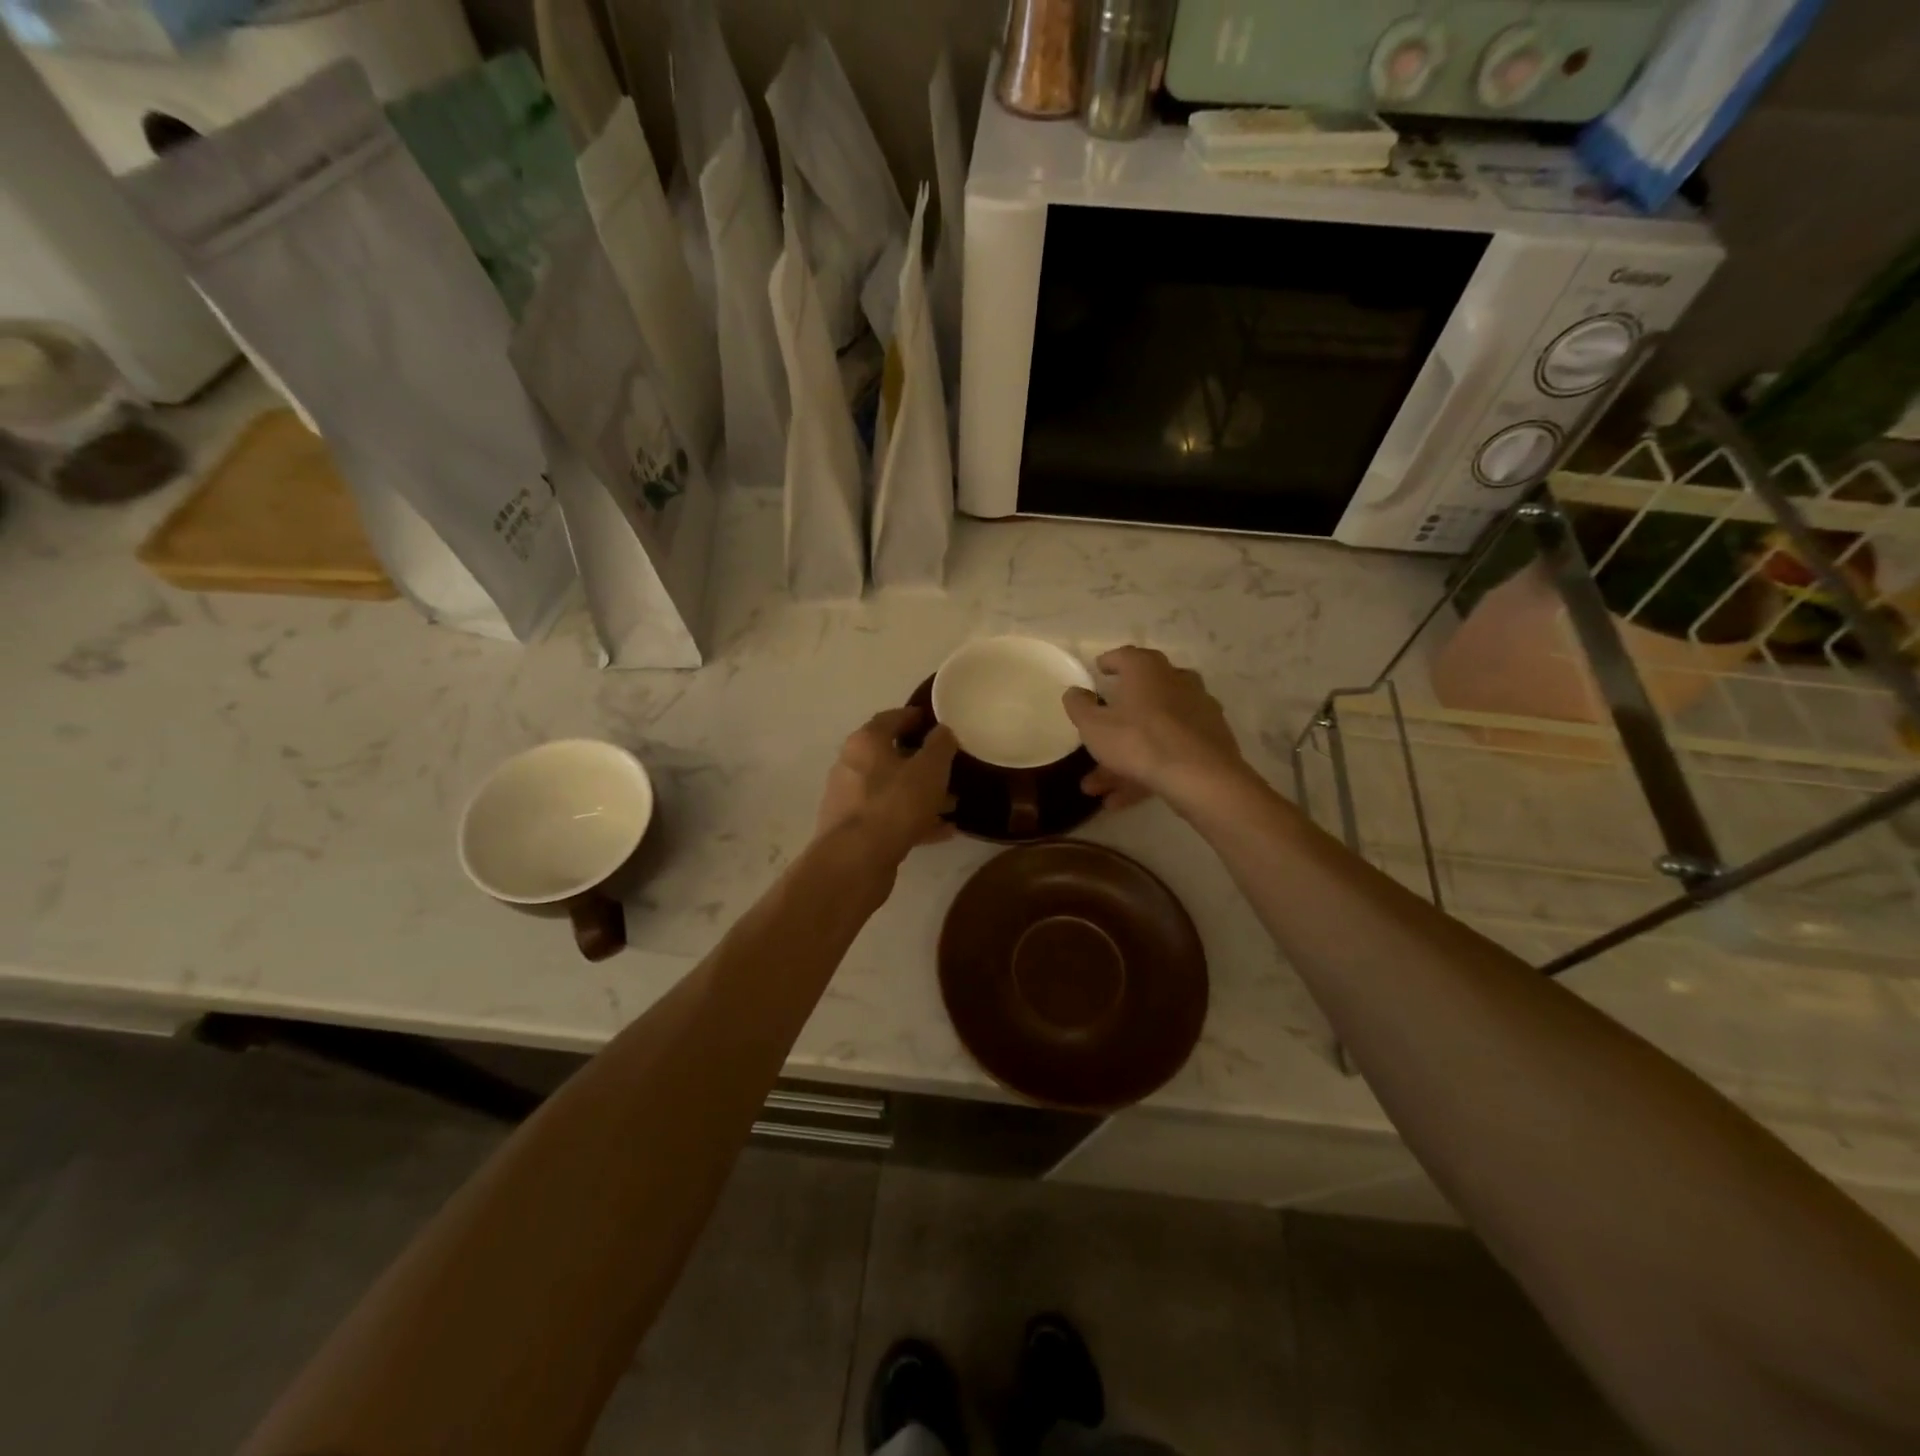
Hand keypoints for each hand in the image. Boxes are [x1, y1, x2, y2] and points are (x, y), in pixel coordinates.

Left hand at [815, 708, 958, 864]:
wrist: (855, 862)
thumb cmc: (894, 804)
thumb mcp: (930, 769)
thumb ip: (940, 745)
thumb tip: (943, 730)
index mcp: (865, 742)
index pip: (891, 718)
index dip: (915, 717)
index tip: (937, 721)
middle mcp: (851, 766)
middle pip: (891, 757)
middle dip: (923, 762)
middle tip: (951, 766)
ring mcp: (850, 800)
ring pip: (893, 790)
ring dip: (922, 795)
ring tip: (954, 803)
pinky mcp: (855, 831)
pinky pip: (891, 818)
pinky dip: (915, 820)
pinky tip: (943, 831)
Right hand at [1063, 647, 1247, 811]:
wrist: (1201, 777)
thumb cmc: (1139, 741)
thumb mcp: (1094, 726)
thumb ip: (1079, 706)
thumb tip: (1075, 691)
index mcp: (1147, 669)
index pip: (1124, 657)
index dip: (1108, 663)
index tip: (1098, 672)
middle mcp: (1176, 681)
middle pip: (1140, 698)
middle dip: (1113, 723)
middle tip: (1095, 737)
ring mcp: (1196, 711)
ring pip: (1152, 732)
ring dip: (1123, 758)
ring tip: (1098, 789)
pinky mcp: (1209, 741)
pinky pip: (1169, 752)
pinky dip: (1145, 770)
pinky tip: (1122, 799)